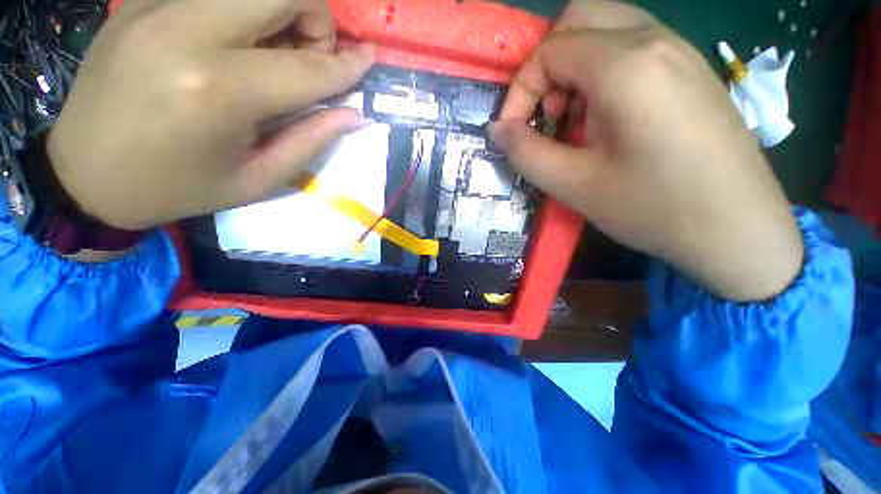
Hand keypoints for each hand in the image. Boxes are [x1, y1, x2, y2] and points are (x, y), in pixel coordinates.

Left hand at [48, 0, 374, 230]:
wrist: (85, 175)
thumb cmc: (179, 187)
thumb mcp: (258, 178)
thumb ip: (312, 140)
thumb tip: (354, 113)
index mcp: (219, 91)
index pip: (308, 67)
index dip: (347, 65)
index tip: (370, 60)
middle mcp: (186, 32)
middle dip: (314, 17)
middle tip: (309, 55)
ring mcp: (156, 6)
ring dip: (279, 10)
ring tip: (271, 50)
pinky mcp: (139, 0)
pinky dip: (240, 11)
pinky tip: (232, 43)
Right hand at [491, 0, 802, 301]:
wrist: (738, 230)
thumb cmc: (653, 208)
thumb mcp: (573, 185)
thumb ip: (525, 152)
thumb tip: (497, 129)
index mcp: (627, 65)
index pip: (549, 50)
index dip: (520, 91)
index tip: (514, 133)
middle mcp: (656, 41)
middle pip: (579, 18)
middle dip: (547, 68)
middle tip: (548, 116)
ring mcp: (680, 51)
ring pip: (606, 31)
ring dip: (574, 72)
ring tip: (576, 123)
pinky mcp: (690, 71)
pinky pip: (631, 49)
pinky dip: (602, 75)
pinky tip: (607, 121)